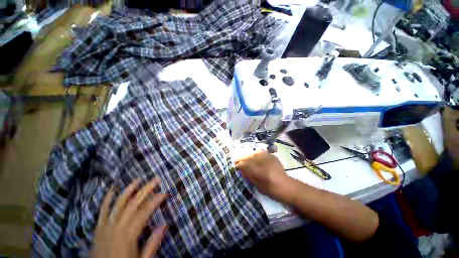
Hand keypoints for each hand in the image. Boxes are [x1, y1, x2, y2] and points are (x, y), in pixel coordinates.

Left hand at [91, 178, 167, 257]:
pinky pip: (102, 210)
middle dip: (146, 190)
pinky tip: (112, 189)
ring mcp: (106, 226)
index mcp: (129, 235)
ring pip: (118, 204)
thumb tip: (164, 225)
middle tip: (156, 179)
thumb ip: (152, 243)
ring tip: (137, 180)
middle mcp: (117, 227)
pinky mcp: (98, 228)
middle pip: (133, 203)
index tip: (164, 192)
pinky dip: (107, 199)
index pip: (145, 212)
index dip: (155, 201)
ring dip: (128, 190)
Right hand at [235, 150, 289, 200]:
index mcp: (259, 172)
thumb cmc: (271, 190)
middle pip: (248, 157)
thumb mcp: (258, 186)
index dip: (239, 164)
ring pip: (254, 153)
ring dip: (248, 155)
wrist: (286, 186)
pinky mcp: (272, 156)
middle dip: (241, 158)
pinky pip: (261, 152)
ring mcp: (268, 158)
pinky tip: (255, 156)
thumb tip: (241, 169)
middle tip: (237, 161)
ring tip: (245, 158)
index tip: (235, 165)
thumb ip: (249, 176)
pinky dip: (256, 154)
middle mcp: (263, 162)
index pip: (245, 165)